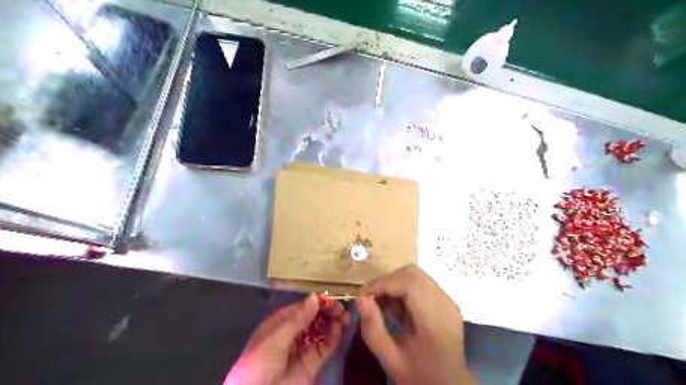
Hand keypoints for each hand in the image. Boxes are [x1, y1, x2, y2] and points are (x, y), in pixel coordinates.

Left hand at [226, 294, 348, 383]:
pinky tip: (341, 327)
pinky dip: (335, 335)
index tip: (330, 298)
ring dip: (334, 321)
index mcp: (281, 323)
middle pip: (314, 317)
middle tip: (340, 308)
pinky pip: (326, 345)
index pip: (302, 307)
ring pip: (322, 329)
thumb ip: (297, 319)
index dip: (316, 302)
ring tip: (345, 315)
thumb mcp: (275, 339)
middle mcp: (294, 332)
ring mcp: (305, 346)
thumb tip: (315, 296)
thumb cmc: (259, 364)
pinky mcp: (314, 361)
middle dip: (327, 310)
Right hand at [357, 266, 474, 383]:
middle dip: (387, 282)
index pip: (408, 283)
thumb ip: (373, 329)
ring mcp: (448, 301)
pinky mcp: (446, 302)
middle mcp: (445, 304)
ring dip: (395, 285)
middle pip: (413, 274)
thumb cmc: (419, 375)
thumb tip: (360, 299)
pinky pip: (422, 284)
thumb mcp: (390, 359)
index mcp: (434, 320)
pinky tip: (398, 310)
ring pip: (416, 276)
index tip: (363, 296)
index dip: (382, 283)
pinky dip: (404, 290)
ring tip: (384, 307)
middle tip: (372, 300)